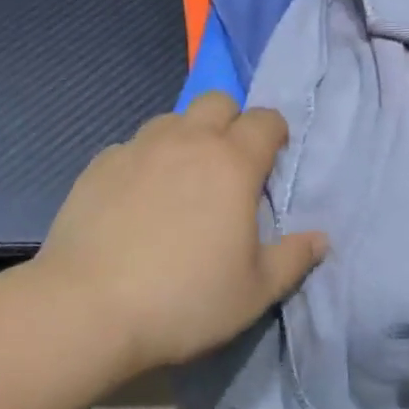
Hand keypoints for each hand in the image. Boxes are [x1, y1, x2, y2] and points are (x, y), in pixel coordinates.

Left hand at [37, 92, 327, 373]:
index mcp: (232, 163)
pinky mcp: (100, 162)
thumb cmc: (184, 300)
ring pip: (172, 119)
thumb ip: (294, 259)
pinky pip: (133, 146)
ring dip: (186, 137)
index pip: (266, 120)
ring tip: (180, 181)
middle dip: (231, 122)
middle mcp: (187, 140)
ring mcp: (139, 147)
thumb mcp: (254, 291)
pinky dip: (145, 161)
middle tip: (228, 166)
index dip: (275, 133)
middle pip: (218, 101)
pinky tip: (136, 199)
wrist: (88, 307)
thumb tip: (321, 238)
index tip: (272, 161)